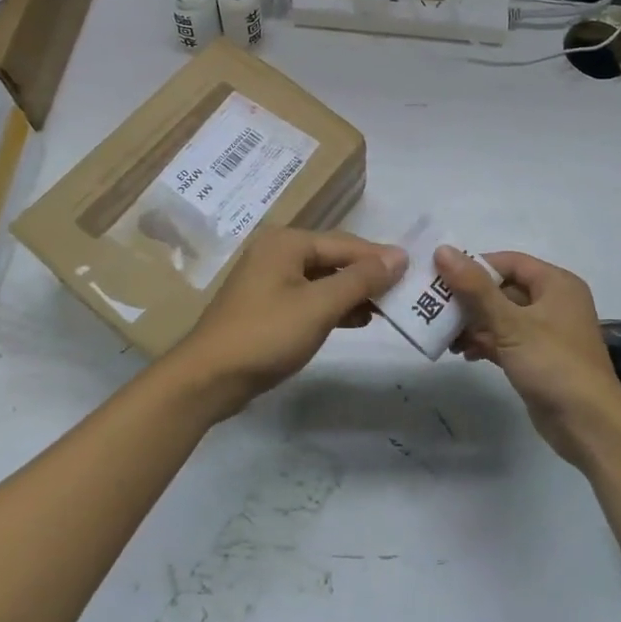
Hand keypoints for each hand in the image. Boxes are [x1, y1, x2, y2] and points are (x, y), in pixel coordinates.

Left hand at [171, 228, 406, 420]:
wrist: (207, 380)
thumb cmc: (266, 335)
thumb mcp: (320, 306)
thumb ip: (361, 279)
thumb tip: (399, 255)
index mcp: (287, 242)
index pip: (346, 243)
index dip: (380, 258)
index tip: (413, 272)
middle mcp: (277, 252)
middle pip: (334, 258)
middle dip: (367, 276)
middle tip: (402, 292)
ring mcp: (269, 279)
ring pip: (323, 278)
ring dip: (352, 292)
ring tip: (386, 308)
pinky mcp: (266, 305)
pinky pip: (309, 296)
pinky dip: (332, 306)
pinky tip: (357, 319)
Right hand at [434, 247, 620, 466]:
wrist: (589, 425)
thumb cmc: (553, 363)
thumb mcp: (511, 323)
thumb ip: (475, 288)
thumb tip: (443, 250)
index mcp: (556, 283)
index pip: (509, 262)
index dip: (475, 266)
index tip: (442, 276)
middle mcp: (554, 301)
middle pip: (504, 289)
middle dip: (470, 300)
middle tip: (435, 307)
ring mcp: (547, 332)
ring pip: (503, 317)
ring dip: (474, 324)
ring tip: (444, 335)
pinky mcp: (539, 358)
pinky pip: (507, 340)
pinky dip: (486, 343)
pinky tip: (463, 353)